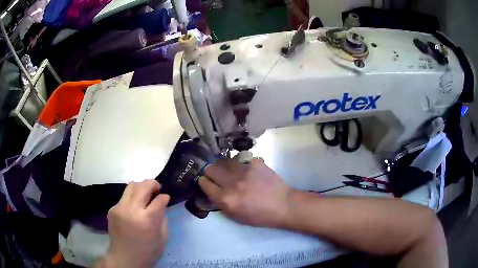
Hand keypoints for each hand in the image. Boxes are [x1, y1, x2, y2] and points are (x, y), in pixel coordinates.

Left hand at [101, 180, 169, 267]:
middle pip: (143, 186)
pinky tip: (134, 207)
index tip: (166, 198)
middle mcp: (131, 210)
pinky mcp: (112, 209)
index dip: (164, 197)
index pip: (158, 200)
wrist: (124, 259)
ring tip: (145, 194)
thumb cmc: (147, 252)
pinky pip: (124, 197)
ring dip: (141, 187)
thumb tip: (161, 205)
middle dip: (153, 184)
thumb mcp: (162, 239)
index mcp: (147, 220)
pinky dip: (132, 198)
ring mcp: (119, 208)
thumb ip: (162, 219)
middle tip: (157, 188)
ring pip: (131, 186)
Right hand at [198, 158, 292, 227]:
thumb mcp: (235, 216)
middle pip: (211, 169)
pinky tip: (248, 170)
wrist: (283, 205)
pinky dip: (241, 164)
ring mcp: (245, 171)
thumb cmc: (259, 216)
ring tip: (233, 172)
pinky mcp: (255, 162)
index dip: (204, 182)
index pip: (204, 183)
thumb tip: (211, 189)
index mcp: (226, 199)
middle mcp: (232, 183)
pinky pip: (241, 159)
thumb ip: (220, 202)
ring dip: (225, 167)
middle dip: (211, 172)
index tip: (206, 181)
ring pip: (225, 161)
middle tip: (217, 175)